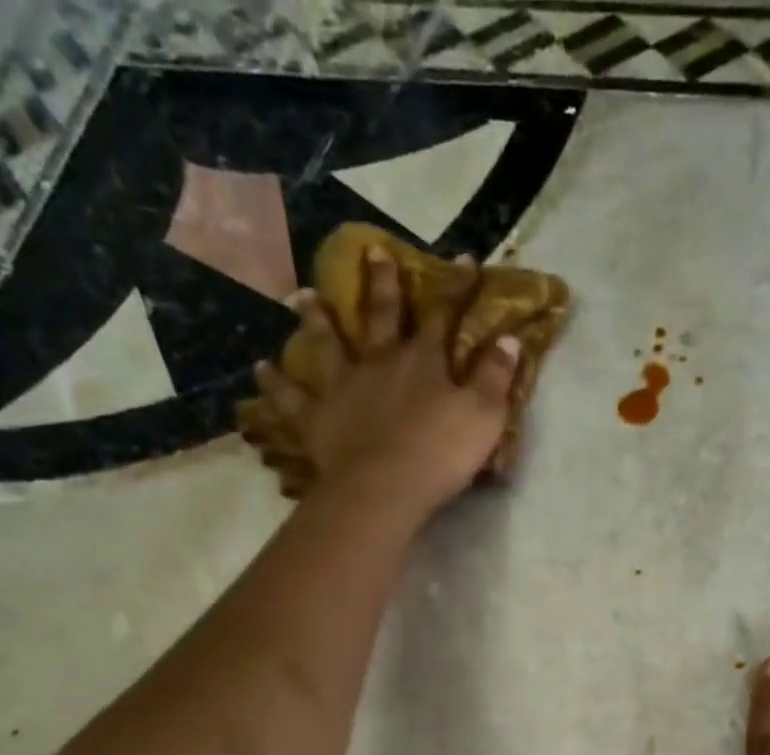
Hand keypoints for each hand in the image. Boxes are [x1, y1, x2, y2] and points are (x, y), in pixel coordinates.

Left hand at [249, 247, 521, 526]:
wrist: (386, 488)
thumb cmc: (440, 453)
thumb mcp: (484, 416)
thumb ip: (496, 377)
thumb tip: (508, 338)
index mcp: (423, 361)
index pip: (443, 315)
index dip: (455, 288)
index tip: (464, 260)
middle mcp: (379, 362)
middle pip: (380, 316)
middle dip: (381, 283)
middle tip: (371, 250)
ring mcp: (343, 387)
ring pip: (327, 344)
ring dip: (317, 320)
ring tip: (303, 297)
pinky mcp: (316, 418)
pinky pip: (291, 398)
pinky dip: (275, 383)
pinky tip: (261, 369)